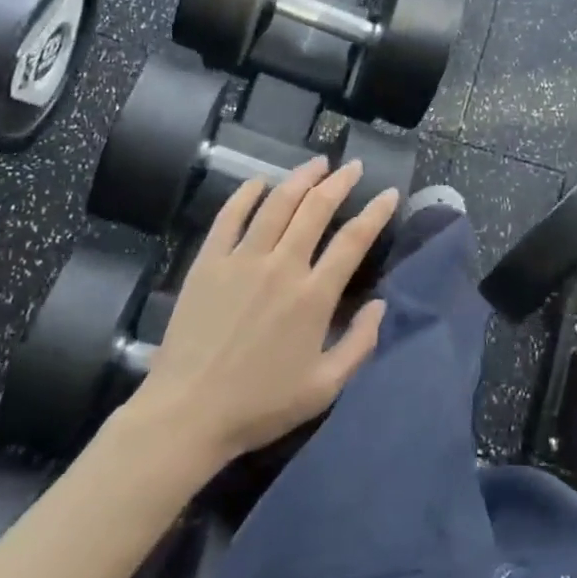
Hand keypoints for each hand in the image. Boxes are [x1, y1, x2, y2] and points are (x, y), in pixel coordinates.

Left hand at [138, 159, 398, 465]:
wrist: (187, 414)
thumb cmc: (260, 405)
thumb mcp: (325, 387)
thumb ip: (360, 344)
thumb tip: (381, 305)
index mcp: (313, 296)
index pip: (353, 240)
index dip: (376, 212)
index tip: (389, 194)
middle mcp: (281, 266)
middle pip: (316, 208)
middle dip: (340, 182)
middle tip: (353, 167)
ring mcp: (241, 260)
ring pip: (277, 203)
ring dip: (301, 177)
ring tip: (317, 163)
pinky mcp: (208, 263)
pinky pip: (229, 217)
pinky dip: (246, 194)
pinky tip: (259, 182)